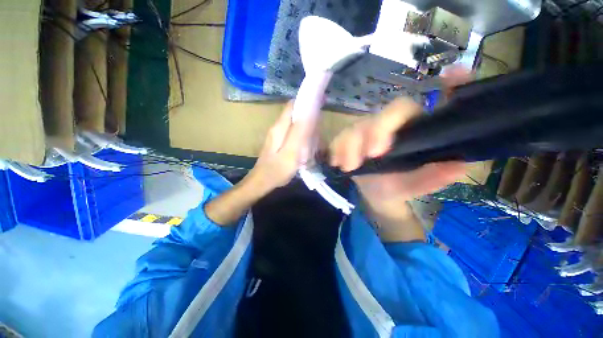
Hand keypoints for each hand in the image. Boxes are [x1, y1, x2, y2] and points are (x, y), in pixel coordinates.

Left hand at [247, 102, 315, 194]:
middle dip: (309, 118)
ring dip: (307, 129)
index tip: (322, 103)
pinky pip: (293, 134)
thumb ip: (299, 132)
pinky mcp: (279, 142)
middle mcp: (278, 127)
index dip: (307, 101)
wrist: (262, 182)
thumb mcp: (291, 151)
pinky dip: (303, 137)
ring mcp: (277, 135)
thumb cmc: (277, 169)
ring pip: (296, 124)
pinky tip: (307, 148)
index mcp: (280, 127)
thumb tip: (309, 111)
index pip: (293, 105)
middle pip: (296, 114)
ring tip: (315, 143)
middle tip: (319, 132)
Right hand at [329, 68, 470, 219]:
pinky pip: (338, 139)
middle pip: (387, 113)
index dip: (447, 86)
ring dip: (351, 145)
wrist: (374, 193)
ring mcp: (367, 130)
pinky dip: (337, 150)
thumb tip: (456, 166)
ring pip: (357, 126)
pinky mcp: (348, 139)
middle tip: (373, 154)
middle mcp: (392, 125)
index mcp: (414, 130)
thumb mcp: (414, 186)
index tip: (452, 74)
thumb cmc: (397, 186)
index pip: (435, 104)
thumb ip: (432, 179)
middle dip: (378, 130)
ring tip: (349, 167)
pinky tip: (338, 163)